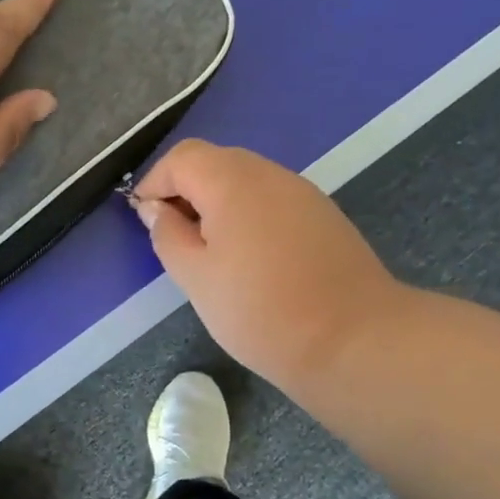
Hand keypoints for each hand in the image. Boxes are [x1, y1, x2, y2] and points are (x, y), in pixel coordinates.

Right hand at [131, 140, 405, 389]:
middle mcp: (270, 174)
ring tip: (210, 253)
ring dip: (218, 204)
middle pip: (216, 162)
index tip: (144, 219)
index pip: (182, 157)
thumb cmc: (260, 311)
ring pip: (246, 181)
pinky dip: (249, 216)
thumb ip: (168, 235)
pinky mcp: (324, 216)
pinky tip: (251, 259)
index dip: (155, 182)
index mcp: (232, 181)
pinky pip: (273, 201)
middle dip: (186, 190)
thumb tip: (155, 209)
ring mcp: (303, 192)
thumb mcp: (196, 278)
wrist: (354, 341)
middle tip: (174, 237)